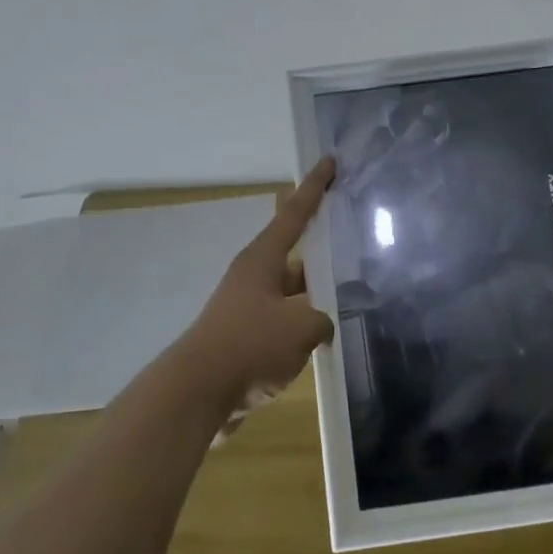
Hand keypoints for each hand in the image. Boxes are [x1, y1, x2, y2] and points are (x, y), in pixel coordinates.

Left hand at [176, 157, 337, 421]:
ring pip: (292, 290)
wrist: (197, 393)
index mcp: (263, 259)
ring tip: (353, 294)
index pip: (294, 212)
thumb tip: (323, 323)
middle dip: (323, 247)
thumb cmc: (249, 345)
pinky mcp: (246, 338)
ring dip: (316, 293)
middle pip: (295, 252)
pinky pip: (284, 322)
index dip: (314, 186)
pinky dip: (304, 325)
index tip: (329, 160)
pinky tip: (329, 337)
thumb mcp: (300, 328)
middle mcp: (254, 276)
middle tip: (355, 238)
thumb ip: (322, 319)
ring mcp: (248, 307)